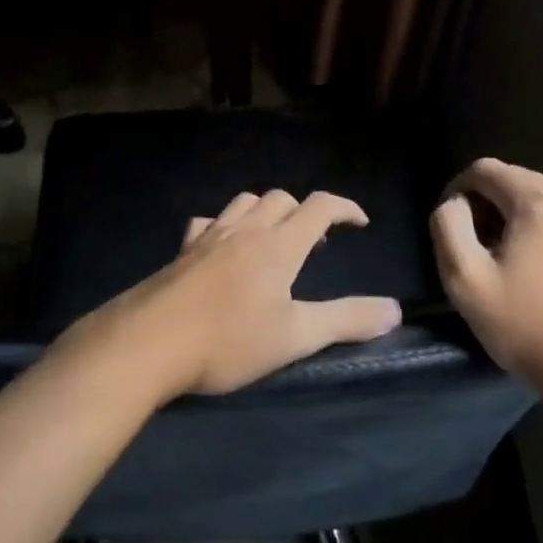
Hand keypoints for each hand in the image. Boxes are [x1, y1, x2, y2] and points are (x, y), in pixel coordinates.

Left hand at [88, 189, 403, 397]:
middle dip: (304, 211)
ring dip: (265, 211)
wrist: (148, 343)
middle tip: (314, 241)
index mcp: (277, 245)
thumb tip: (394, 310)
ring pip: (243, 203)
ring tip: (272, 239)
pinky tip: (221, 247)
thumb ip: (346, 321)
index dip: (344, 208)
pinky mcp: (182, 251)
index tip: (360, 223)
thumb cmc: (227, 341)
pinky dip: (224, 224)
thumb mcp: (294, 337)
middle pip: (281, 199)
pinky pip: (207, 222)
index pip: (319, 206)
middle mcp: (245, 230)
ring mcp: (209, 237)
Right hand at [430, 158, 542, 396]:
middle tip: (478, 251)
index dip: (458, 191)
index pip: (484, 170)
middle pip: (515, 181)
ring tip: (510, 263)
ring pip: (542, 199)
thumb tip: (455, 203)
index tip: (451, 228)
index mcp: (539, 198)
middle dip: (489, 207)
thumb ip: (448, 226)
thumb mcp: (465, 280)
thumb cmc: (528, 327)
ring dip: (518, 219)